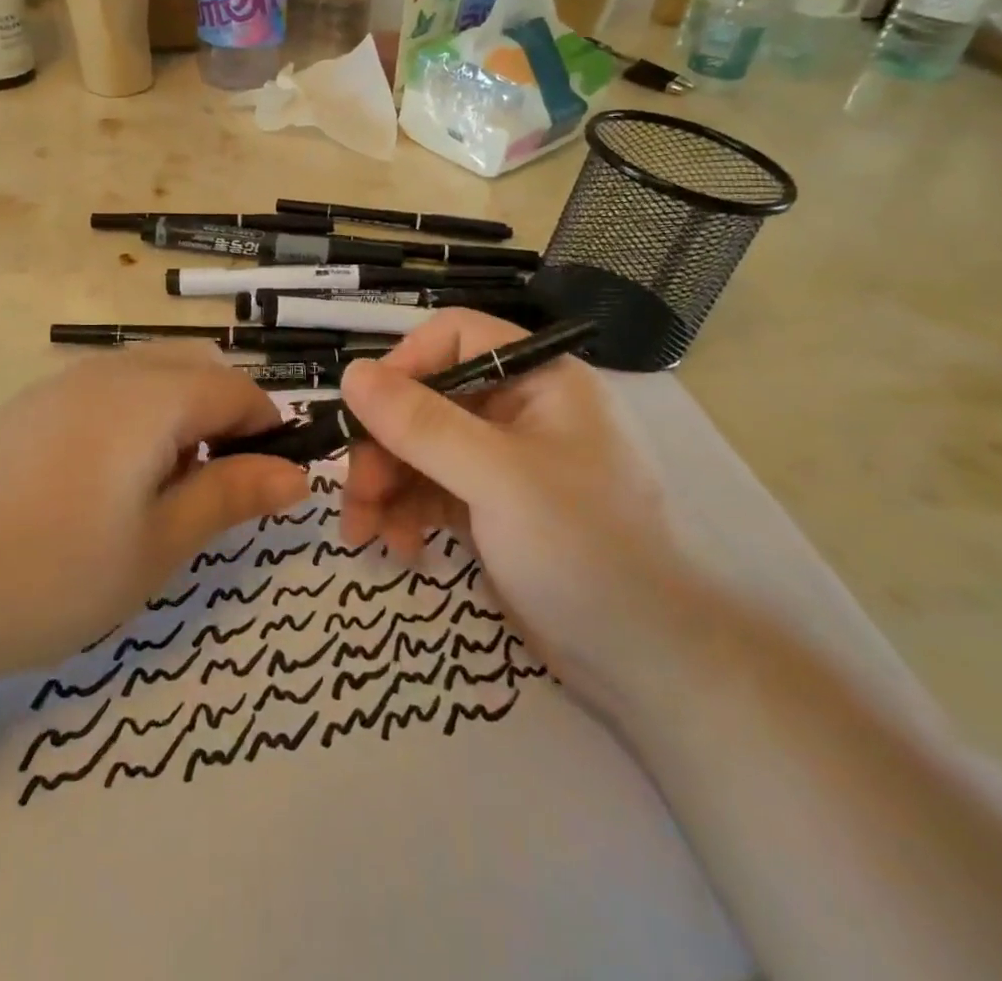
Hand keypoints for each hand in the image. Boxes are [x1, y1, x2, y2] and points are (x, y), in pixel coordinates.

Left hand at [0, 344, 307, 685]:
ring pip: (150, 377)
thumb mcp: (155, 547)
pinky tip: (103, 486)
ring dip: (179, 417)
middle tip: (214, 489)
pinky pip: (106, 393)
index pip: (238, 389)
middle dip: (225, 416)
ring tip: (160, 493)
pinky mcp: (26, 408)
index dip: (269, 430)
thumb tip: (297, 473)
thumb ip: (229, 497)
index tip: (271, 485)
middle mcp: (109, 372)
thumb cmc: (46, 574)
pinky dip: (134, 421)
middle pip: (196, 368)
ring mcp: (60, 385)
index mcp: (151, 396)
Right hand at [339, 310, 713, 714]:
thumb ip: (420, 424)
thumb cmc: (585, 550)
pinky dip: (407, 513)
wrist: (652, 664)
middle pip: (427, 399)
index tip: (365, 411)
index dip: (405, 364)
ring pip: (421, 449)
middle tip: (356, 495)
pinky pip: (432, 491)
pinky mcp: (492, 509)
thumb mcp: (497, 478)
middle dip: (384, 445)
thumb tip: (350, 372)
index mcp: (538, 380)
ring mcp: (503, 463)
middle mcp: (519, 411)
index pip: (455, 337)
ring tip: (363, 533)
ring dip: (385, 485)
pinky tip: (398, 548)